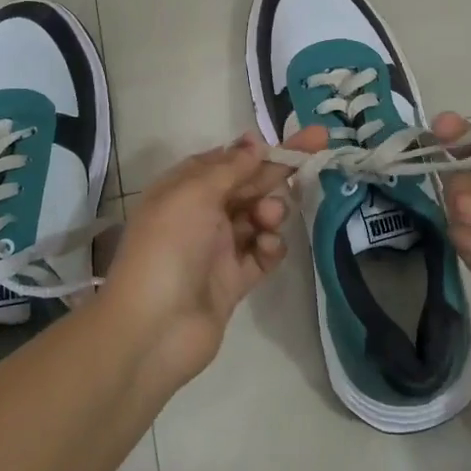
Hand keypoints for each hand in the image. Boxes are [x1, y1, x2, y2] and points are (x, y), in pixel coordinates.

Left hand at [103, 127, 327, 387]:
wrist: (153, 329)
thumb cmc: (168, 247)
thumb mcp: (194, 193)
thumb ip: (230, 167)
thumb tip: (254, 142)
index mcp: (184, 188)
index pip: (227, 160)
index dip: (258, 150)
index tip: (292, 141)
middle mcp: (201, 214)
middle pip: (247, 185)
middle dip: (278, 170)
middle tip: (316, 152)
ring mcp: (218, 248)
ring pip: (258, 217)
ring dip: (271, 210)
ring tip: (270, 217)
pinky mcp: (234, 281)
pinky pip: (261, 254)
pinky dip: (270, 247)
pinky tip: (268, 247)